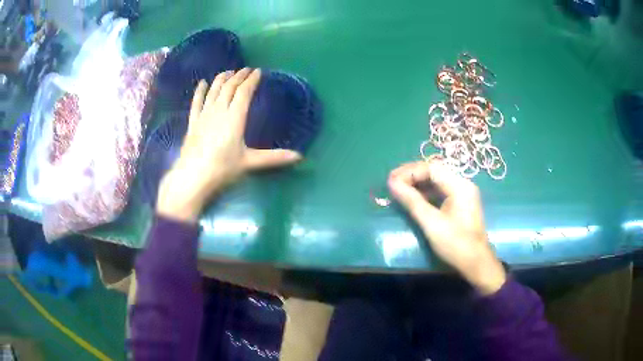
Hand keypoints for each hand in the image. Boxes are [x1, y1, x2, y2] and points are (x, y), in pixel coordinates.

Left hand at [157, 68, 302, 221]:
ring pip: (214, 90)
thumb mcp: (249, 162)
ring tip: (228, 72)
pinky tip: (203, 82)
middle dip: (238, 76)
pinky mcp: (193, 122)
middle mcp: (219, 111)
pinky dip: (200, 91)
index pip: (244, 92)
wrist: (193, 177)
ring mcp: (204, 115)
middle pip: (229, 87)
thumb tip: (299, 157)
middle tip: (246, 69)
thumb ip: (274, 157)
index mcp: (235, 117)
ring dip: (222, 79)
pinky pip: (196, 102)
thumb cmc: (223, 168)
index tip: (258, 71)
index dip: (251, 80)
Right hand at [387, 160, 505, 294]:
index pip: (431, 168)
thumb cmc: (455, 243)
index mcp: (459, 185)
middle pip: (434, 171)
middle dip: (412, 175)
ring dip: (418, 182)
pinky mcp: (460, 203)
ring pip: (437, 180)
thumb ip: (412, 200)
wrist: (476, 263)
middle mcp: (463, 184)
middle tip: (392, 182)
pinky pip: (441, 190)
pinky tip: (414, 197)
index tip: (391, 180)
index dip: (409, 171)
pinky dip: (426, 192)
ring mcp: (463, 193)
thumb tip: (392, 183)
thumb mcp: (431, 222)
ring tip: (399, 188)